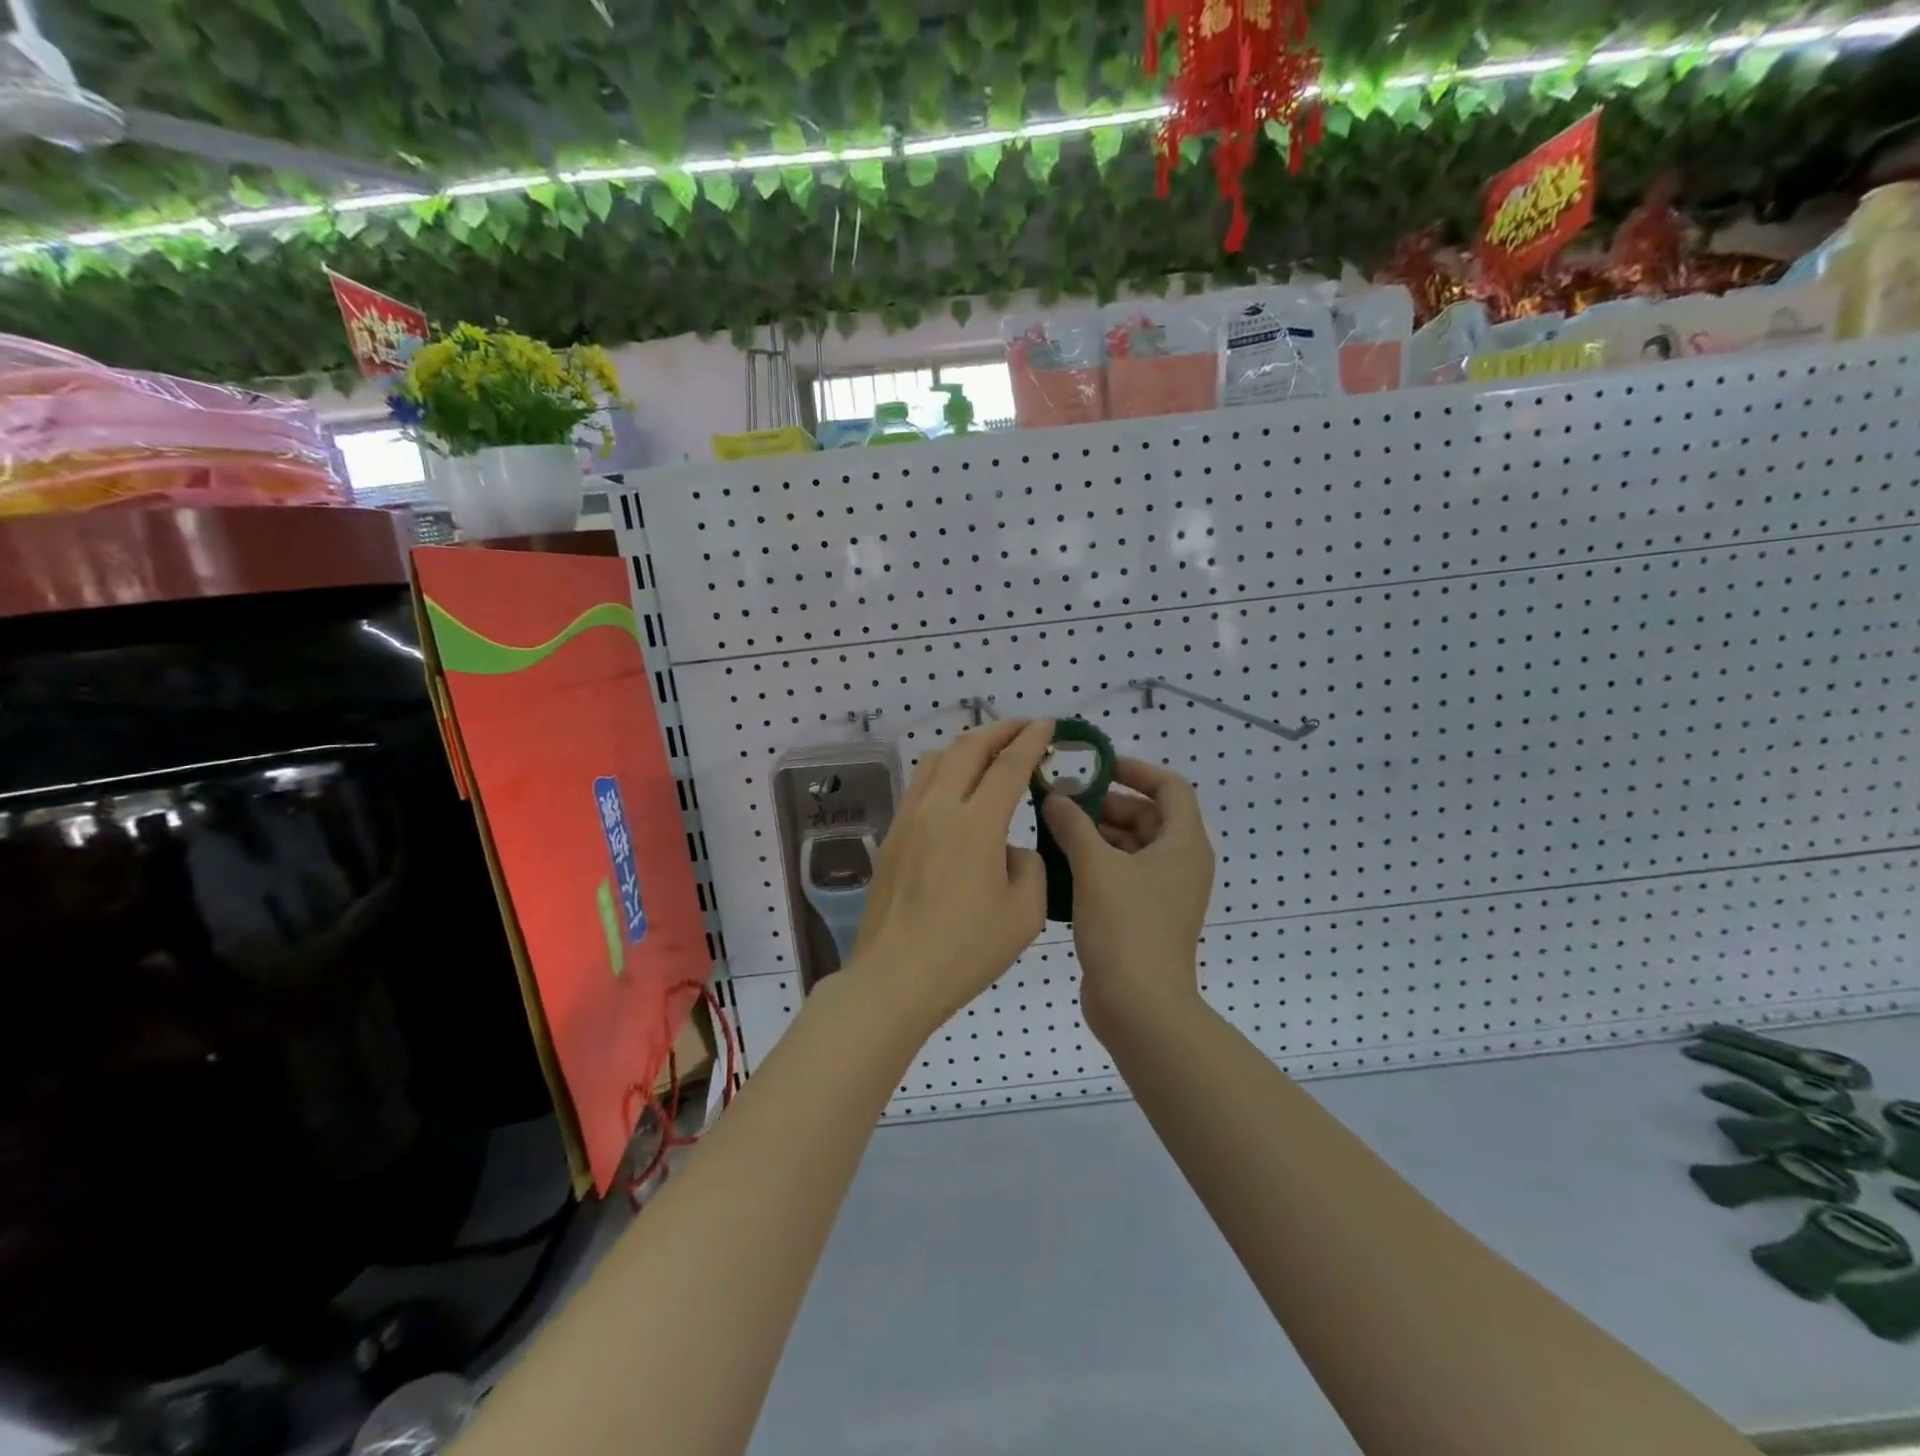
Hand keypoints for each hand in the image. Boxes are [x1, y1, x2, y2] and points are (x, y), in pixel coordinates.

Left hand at [842, 718, 1052, 1034]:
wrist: (895, 978)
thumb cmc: (966, 951)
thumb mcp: (1025, 914)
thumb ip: (1030, 867)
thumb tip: (1010, 849)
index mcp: (976, 825)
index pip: (1008, 765)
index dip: (1031, 739)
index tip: (1048, 724)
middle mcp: (938, 809)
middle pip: (967, 747)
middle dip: (999, 730)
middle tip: (1024, 728)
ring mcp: (908, 819)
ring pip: (936, 760)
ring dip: (968, 746)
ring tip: (990, 752)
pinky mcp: (891, 836)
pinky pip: (920, 785)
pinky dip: (945, 771)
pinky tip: (957, 789)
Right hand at [1040, 757, 1213, 1039]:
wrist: (1139, 1007)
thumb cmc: (1125, 927)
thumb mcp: (1095, 867)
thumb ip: (1073, 824)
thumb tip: (1056, 796)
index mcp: (1183, 844)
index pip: (1170, 787)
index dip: (1136, 770)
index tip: (1096, 766)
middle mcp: (1180, 864)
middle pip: (1146, 816)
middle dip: (1103, 804)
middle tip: (1061, 800)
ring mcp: (1163, 893)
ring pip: (1129, 847)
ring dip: (1094, 834)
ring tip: (1051, 827)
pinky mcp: (1143, 916)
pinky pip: (1120, 874)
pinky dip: (1094, 863)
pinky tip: (1057, 862)